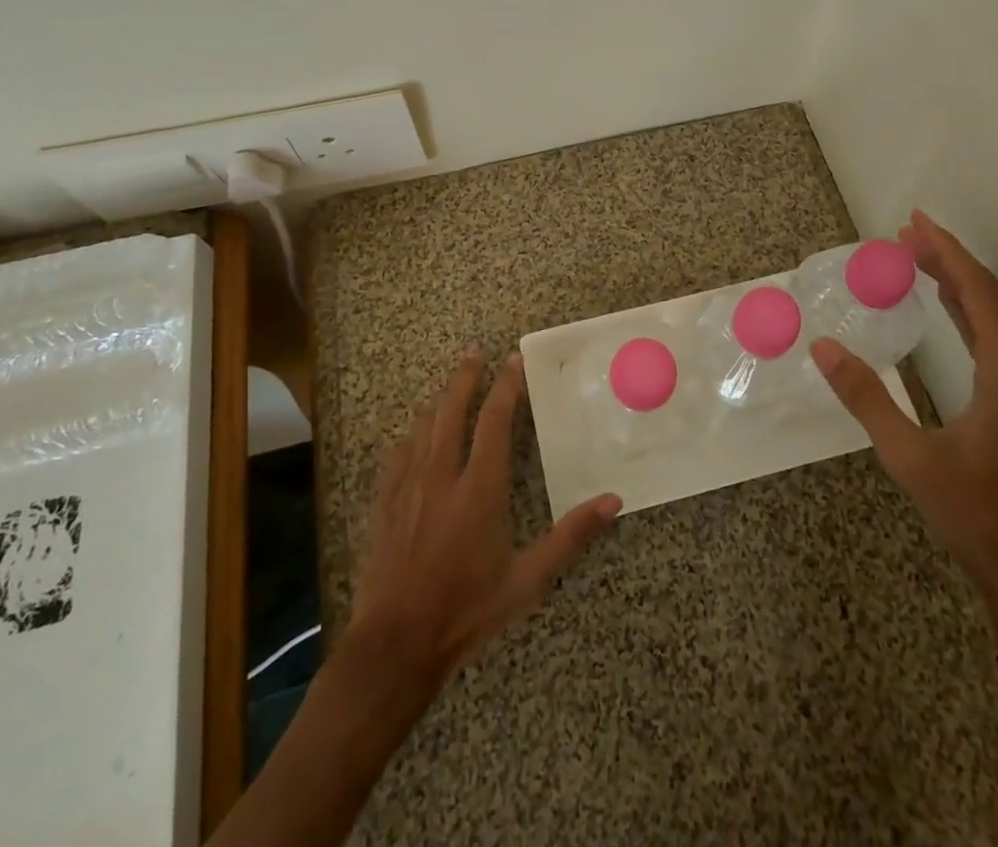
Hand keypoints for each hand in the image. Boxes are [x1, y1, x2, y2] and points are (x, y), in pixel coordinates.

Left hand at [346, 350, 621, 693]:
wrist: (396, 645)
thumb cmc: (467, 611)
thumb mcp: (527, 580)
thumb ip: (570, 536)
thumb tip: (613, 500)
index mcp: (479, 488)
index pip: (494, 421)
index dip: (505, 387)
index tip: (512, 361)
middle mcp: (441, 475)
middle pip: (451, 410)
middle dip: (465, 377)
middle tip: (475, 352)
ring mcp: (408, 488)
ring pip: (423, 427)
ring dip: (438, 400)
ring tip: (450, 383)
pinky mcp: (384, 505)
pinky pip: (397, 455)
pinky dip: (410, 435)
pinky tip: (413, 432)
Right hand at [811, 210, 997, 657]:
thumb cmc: (974, 513)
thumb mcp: (910, 455)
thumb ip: (866, 397)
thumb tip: (822, 347)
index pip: (977, 292)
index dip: (945, 252)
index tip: (913, 223)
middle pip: (987, 295)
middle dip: (947, 259)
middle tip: (905, 233)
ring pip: (993, 315)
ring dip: (957, 282)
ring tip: (918, 256)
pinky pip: (995, 337)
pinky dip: (966, 310)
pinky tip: (945, 304)